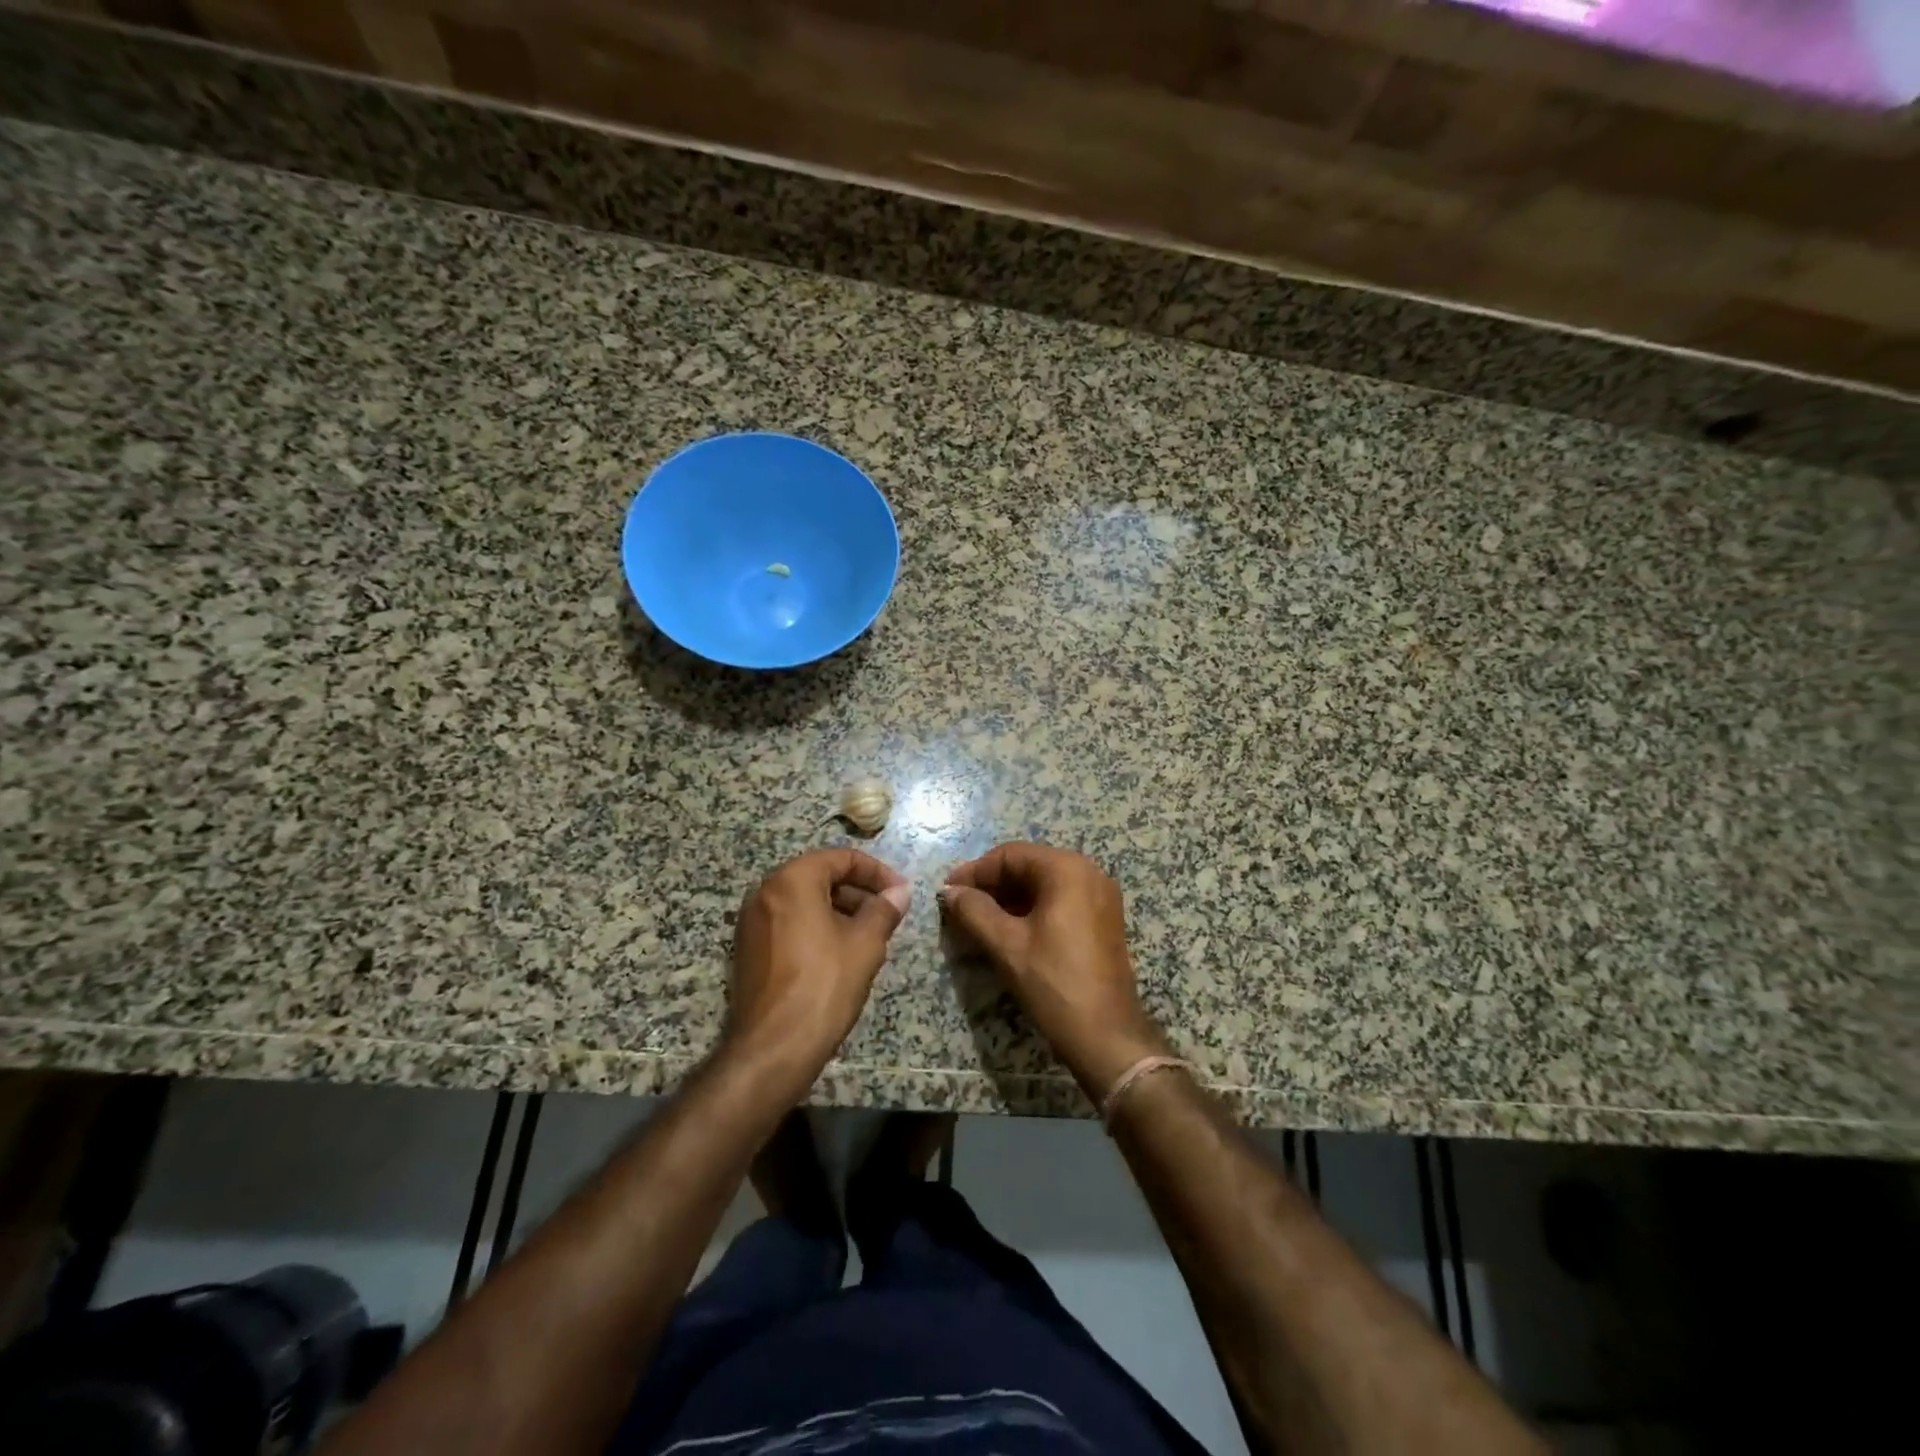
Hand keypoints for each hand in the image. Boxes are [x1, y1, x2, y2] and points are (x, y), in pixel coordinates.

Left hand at [728, 849, 910, 1090]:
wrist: (773, 1048)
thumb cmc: (824, 985)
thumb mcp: (865, 944)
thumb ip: (884, 910)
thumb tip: (899, 892)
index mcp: (791, 881)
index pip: (841, 858)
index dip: (877, 871)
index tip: (901, 892)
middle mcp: (765, 892)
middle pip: (820, 876)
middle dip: (858, 891)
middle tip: (888, 914)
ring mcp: (753, 922)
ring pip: (805, 901)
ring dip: (840, 910)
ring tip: (871, 935)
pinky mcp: (750, 950)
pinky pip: (790, 923)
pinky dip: (818, 927)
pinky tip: (842, 953)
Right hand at [940, 843, 1169, 1099]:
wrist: (1106, 1036)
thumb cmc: (1054, 983)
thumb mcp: (1007, 945)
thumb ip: (974, 911)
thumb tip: (950, 892)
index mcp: (1067, 870)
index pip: (1010, 855)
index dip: (975, 871)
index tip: (947, 891)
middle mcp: (1088, 873)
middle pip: (1028, 866)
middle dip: (991, 885)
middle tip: (959, 907)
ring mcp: (1100, 897)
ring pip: (1043, 885)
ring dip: (1009, 899)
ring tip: (977, 920)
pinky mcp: (1102, 920)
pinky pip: (1060, 902)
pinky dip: (1031, 910)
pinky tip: (1007, 930)